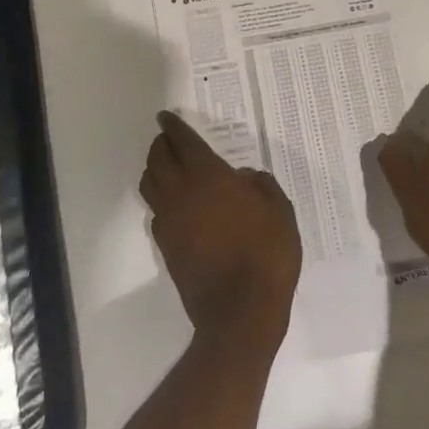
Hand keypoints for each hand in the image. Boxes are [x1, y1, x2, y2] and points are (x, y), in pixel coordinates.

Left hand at [140, 110, 302, 347]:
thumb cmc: (266, 253)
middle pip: (158, 160)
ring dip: (154, 169)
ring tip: (164, 166)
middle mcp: (181, 193)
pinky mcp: (166, 247)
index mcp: (208, 176)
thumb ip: (260, 185)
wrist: (240, 310)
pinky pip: (155, 212)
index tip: (166, 117)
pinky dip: (159, 199)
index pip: (182, 142)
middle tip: (167, 139)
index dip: (173, 127)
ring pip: (150, 185)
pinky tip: (173, 204)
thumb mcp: (278, 209)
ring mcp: (169, 221)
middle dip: (160, 144)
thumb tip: (242, 178)